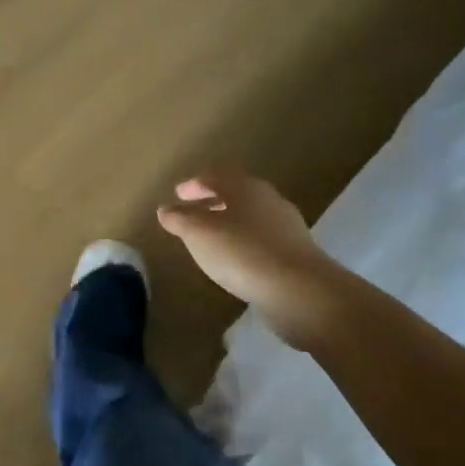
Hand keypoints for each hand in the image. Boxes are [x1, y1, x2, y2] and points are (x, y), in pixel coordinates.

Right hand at [157, 169, 346, 348]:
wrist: (299, 290)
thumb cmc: (241, 252)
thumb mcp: (199, 234)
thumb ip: (180, 219)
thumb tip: (165, 209)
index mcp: (245, 187)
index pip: (216, 175)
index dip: (195, 183)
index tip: (178, 193)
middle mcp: (269, 199)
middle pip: (237, 193)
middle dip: (213, 200)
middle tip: (193, 212)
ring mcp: (286, 226)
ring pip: (251, 216)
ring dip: (229, 222)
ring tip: (211, 238)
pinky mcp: (296, 253)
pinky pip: (262, 240)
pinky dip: (244, 243)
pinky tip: (236, 260)